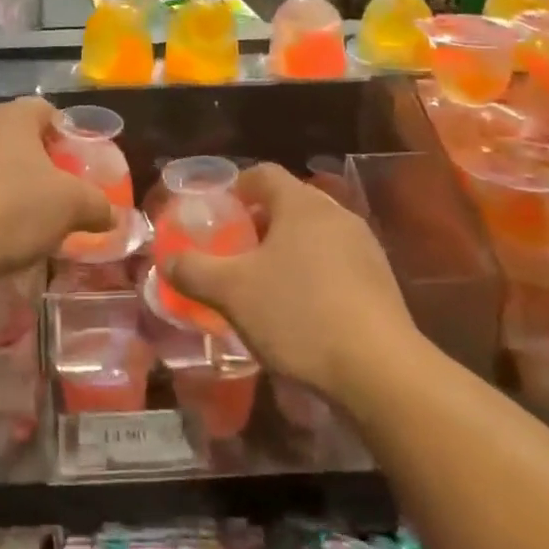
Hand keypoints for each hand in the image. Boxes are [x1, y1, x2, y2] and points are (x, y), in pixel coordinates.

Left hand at [0, 97, 113, 281]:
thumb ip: (99, 206)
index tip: (74, 162)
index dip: (63, 133)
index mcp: (12, 116)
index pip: (44, 109)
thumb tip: (116, 216)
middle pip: (15, 133)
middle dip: (35, 158)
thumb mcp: (72, 206)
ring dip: (6, 177)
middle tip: (53, 188)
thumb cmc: (16, 207)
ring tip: (23, 211)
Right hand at [163, 163, 421, 402]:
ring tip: (265, 284)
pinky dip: (314, 277)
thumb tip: (166, 259)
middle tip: (235, 251)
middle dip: (260, 223)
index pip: (263, 174)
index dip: (236, 187)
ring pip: (315, 236)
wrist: (382, 373)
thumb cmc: (299, 314)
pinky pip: (337, 266)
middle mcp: (336, 215)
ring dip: (288, 251)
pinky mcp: (382, 285)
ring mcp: (365, 249)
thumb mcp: (231, 292)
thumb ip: (193, 270)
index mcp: (301, 204)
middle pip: (290, 204)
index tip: (218, 212)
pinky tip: (302, 313)